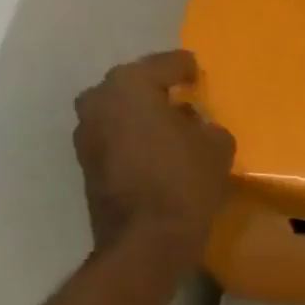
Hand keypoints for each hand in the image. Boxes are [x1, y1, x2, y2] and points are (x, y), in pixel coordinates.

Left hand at [74, 50, 234, 260]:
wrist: (147, 239)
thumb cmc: (185, 182)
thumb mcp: (217, 149)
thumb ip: (209, 127)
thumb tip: (197, 126)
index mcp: (129, 86)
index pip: (163, 66)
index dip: (183, 67)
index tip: (195, 68)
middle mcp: (98, 101)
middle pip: (134, 89)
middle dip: (159, 95)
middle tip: (184, 103)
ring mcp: (87, 134)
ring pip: (123, 116)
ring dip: (145, 122)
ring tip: (174, 134)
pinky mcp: (88, 165)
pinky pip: (118, 142)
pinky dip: (137, 144)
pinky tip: (159, 158)